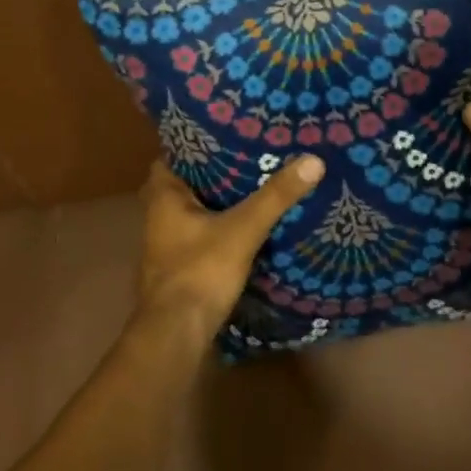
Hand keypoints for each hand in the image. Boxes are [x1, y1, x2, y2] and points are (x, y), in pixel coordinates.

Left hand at [135, 156, 324, 333]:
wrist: (176, 334)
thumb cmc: (200, 271)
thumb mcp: (243, 229)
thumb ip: (275, 196)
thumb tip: (312, 160)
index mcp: (164, 197)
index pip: (173, 156)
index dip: (197, 145)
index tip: (227, 135)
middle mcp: (158, 217)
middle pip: (185, 184)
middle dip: (213, 173)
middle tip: (248, 158)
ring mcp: (166, 244)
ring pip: (193, 211)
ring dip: (217, 201)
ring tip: (253, 185)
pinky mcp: (179, 267)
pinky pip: (200, 234)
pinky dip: (219, 226)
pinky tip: (246, 225)